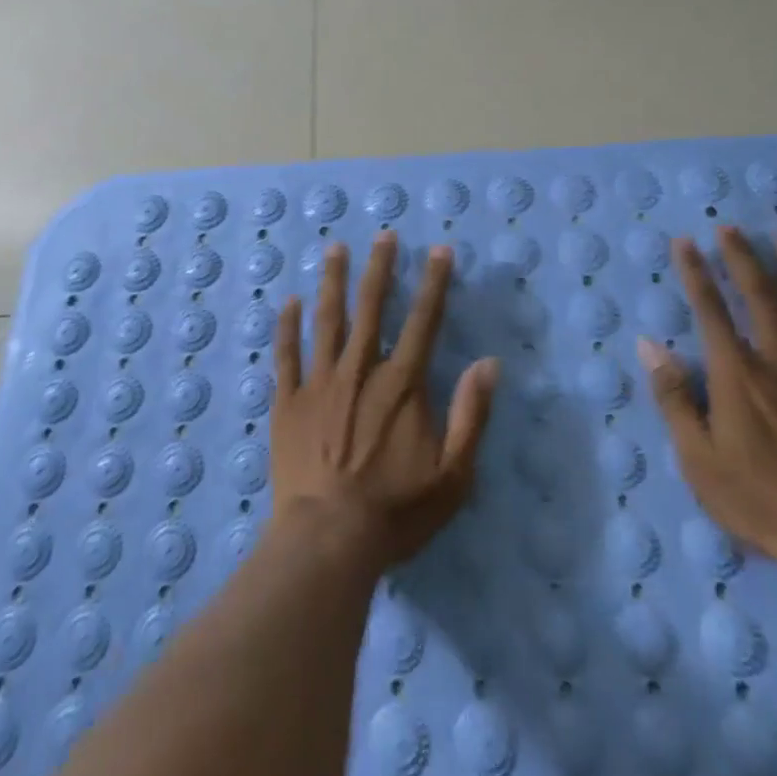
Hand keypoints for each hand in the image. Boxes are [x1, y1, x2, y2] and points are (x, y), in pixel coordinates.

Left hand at [270, 233, 500, 570]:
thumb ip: (471, 415)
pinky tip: (287, 301)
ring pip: (326, 320)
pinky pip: (286, 355)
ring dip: (332, 282)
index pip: (424, 322)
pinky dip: (286, 326)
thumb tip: (490, 364)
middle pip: (371, 308)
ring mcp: (319, 383)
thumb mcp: (452, 475)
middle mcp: (360, 371)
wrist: (327, 540)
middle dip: (380, 268)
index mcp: (401, 385)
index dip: (434, 284)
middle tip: (383, 235)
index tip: (439, 250)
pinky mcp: (288, 402)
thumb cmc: (395, 511)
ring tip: (334, 249)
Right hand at [638, 226, 776, 579]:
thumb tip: (648, 345)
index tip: (685, 241)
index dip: (695, 273)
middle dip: (743, 259)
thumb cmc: (758, 502)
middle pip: (762, 300)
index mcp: (737, 375)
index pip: (710, 311)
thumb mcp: (696, 457)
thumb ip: (672, 397)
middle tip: (732, 227)